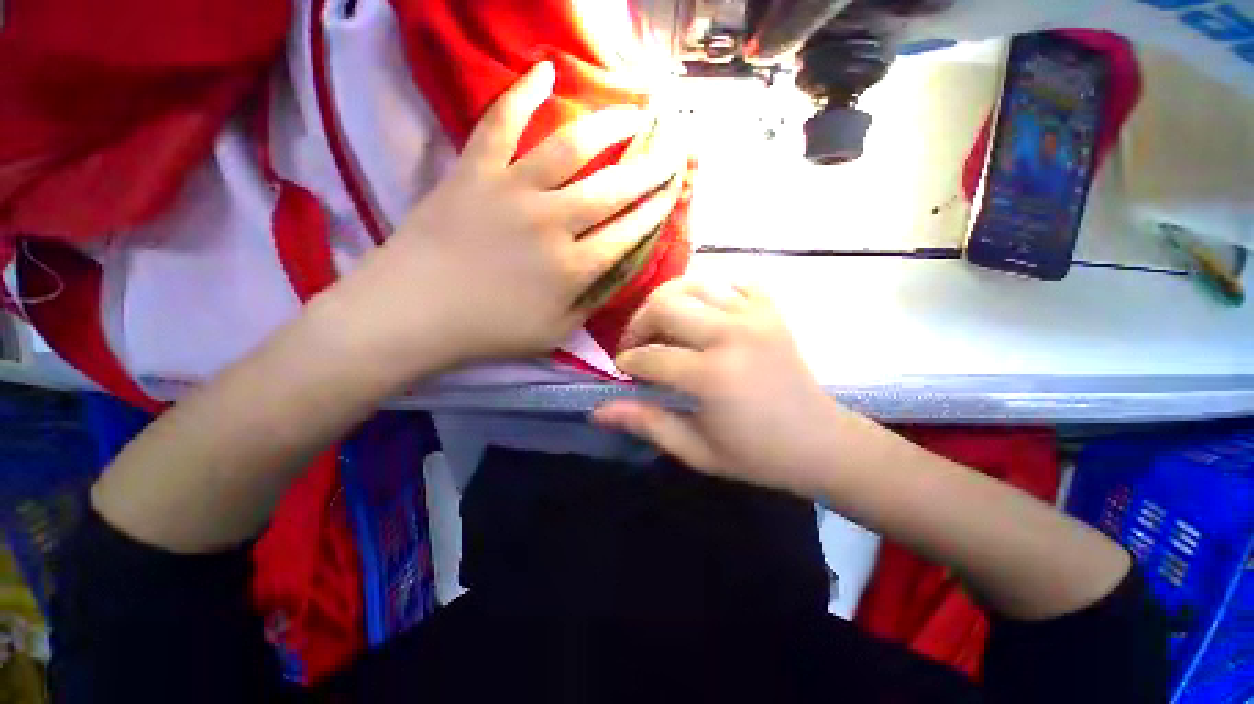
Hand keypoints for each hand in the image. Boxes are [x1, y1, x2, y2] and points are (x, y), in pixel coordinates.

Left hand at [327, 61, 683, 374]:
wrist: (414, 311)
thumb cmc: (489, 330)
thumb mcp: (555, 333)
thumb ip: (590, 303)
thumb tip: (616, 274)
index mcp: (573, 268)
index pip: (628, 233)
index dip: (655, 211)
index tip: (673, 192)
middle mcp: (553, 222)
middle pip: (613, 189)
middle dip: (649, 170)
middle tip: (671, 152)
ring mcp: (513, 191)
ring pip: (571, 148)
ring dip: (609, 128)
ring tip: (633, 113)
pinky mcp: (475, 171)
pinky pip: (500, 123)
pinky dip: (522, 94)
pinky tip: (544, 72)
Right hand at [592, 278, 856, 498]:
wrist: (821, 443)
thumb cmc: (757, 455)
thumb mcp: (696, 450)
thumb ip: (647, 423)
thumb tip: (599, 411)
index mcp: (712, 375)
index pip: (651, 355)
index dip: (629, 360)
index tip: (623, 367)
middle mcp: (732, 334)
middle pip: (665, 305)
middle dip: (639, 323)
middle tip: (638, 344)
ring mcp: (756, 316)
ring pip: (694, 284)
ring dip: (669, 302)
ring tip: (665, 325)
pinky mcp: (772, 311)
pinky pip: (735, 282)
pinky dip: (714, 291)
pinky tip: (707, 313)